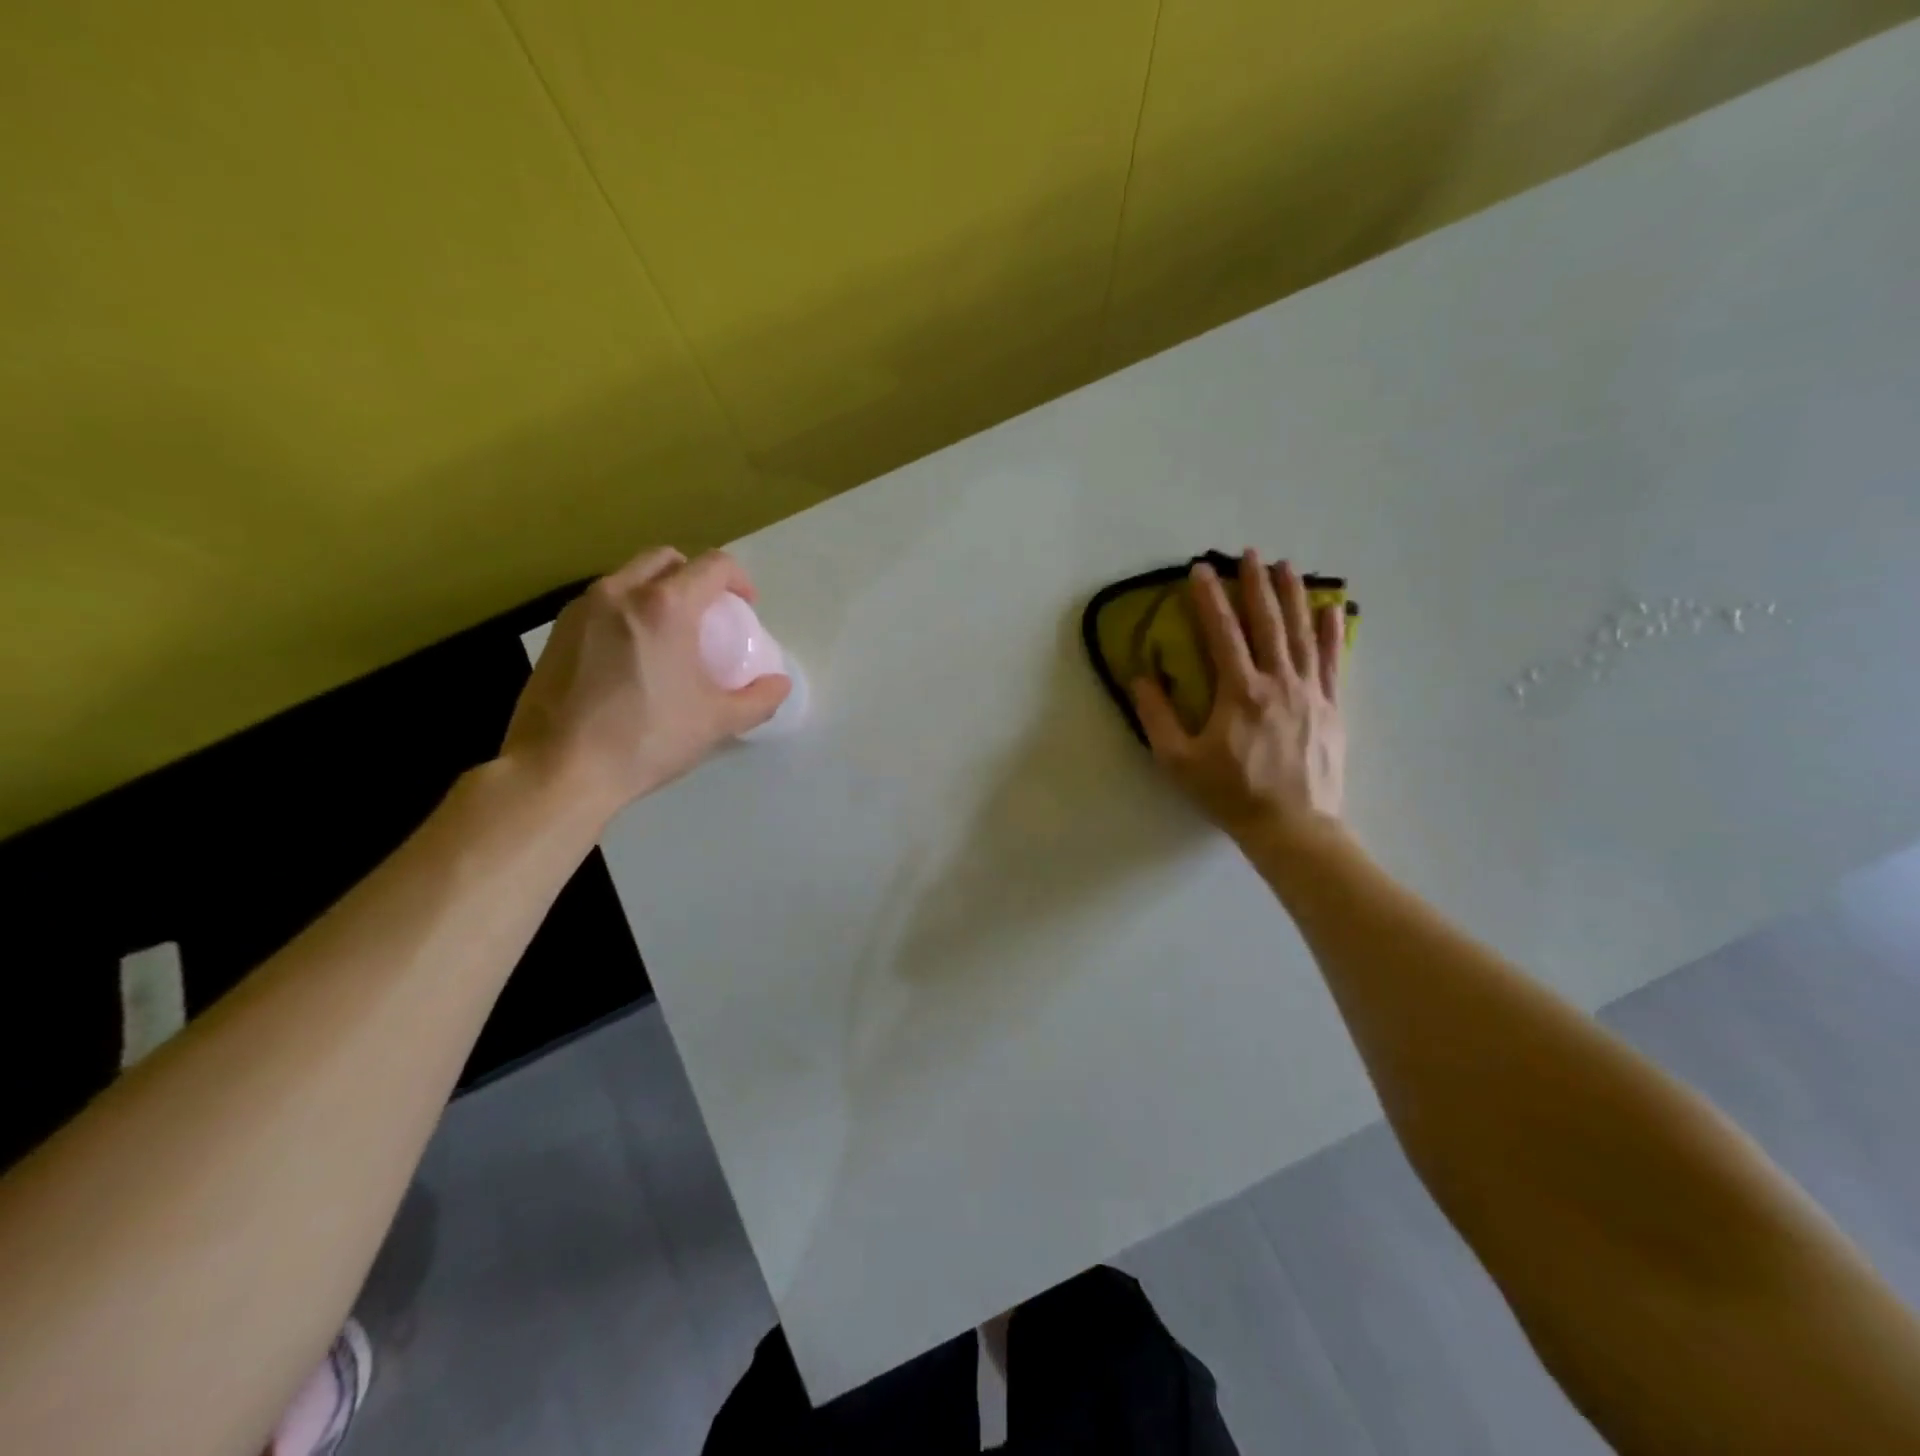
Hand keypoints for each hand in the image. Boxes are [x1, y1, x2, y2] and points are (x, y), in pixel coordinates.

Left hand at [502, 547, 790, 818]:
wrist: (559, 769)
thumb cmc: (646, 739)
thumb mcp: (716, 723)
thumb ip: (758, 700)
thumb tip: (779, 685)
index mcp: (666, 606)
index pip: (713, 565)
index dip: (739, 580)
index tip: (746, 608)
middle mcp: (620, 592)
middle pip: (666, 559)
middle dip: (695, 576)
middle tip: (708, 614)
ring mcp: (582, 609)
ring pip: (628, 577)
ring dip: (657, 592)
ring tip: (669, 634)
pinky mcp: (557, 632)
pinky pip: (602, 603)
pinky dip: (626, 612)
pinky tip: (631, 656)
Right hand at [1131, 550, 1346, 848]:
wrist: (1292, 827)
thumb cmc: (1230, 794)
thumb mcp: (1179, 761)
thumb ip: (1157, 717)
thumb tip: (1142, 677)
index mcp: (1240, 692)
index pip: (1222, 633)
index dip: (1209, 598)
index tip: (1199, 570)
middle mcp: (1279, 683)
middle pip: (1268, 623)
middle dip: (1256, 584)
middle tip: (1250, 553)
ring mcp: (1311, 693)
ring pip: (1303, 634)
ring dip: (1295, 597)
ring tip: (1289, 566)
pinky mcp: (1331, 708)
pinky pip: (1334, 662)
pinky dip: (1332, 633)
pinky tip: (1333, 609)